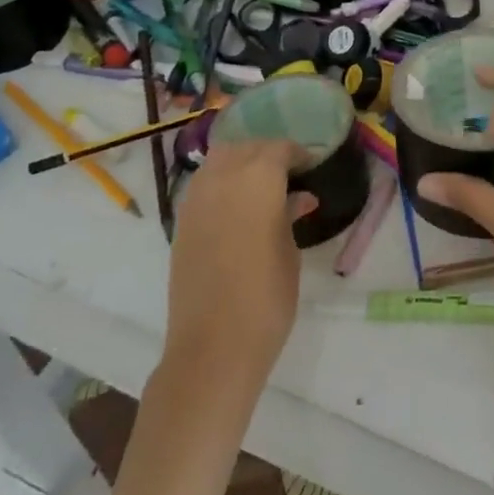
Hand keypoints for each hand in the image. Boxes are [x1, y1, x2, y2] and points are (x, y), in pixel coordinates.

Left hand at [164, 140, 315, 394]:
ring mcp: (196, 198)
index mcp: (257, 179)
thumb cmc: (266, 298)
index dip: (297, 154)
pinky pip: (204, 184)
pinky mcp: (181, 221)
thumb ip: (290, 215)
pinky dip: (221, 182)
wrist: (213, 346)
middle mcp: (222, 178)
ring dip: (241, 162)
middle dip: (267, 154)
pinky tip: (238, 204)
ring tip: (262, 185)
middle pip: (246, 148)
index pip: (278, 149)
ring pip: (219, 160)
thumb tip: (299, 197)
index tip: (312, 165)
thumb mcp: (289, 252)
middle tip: (289, 173)